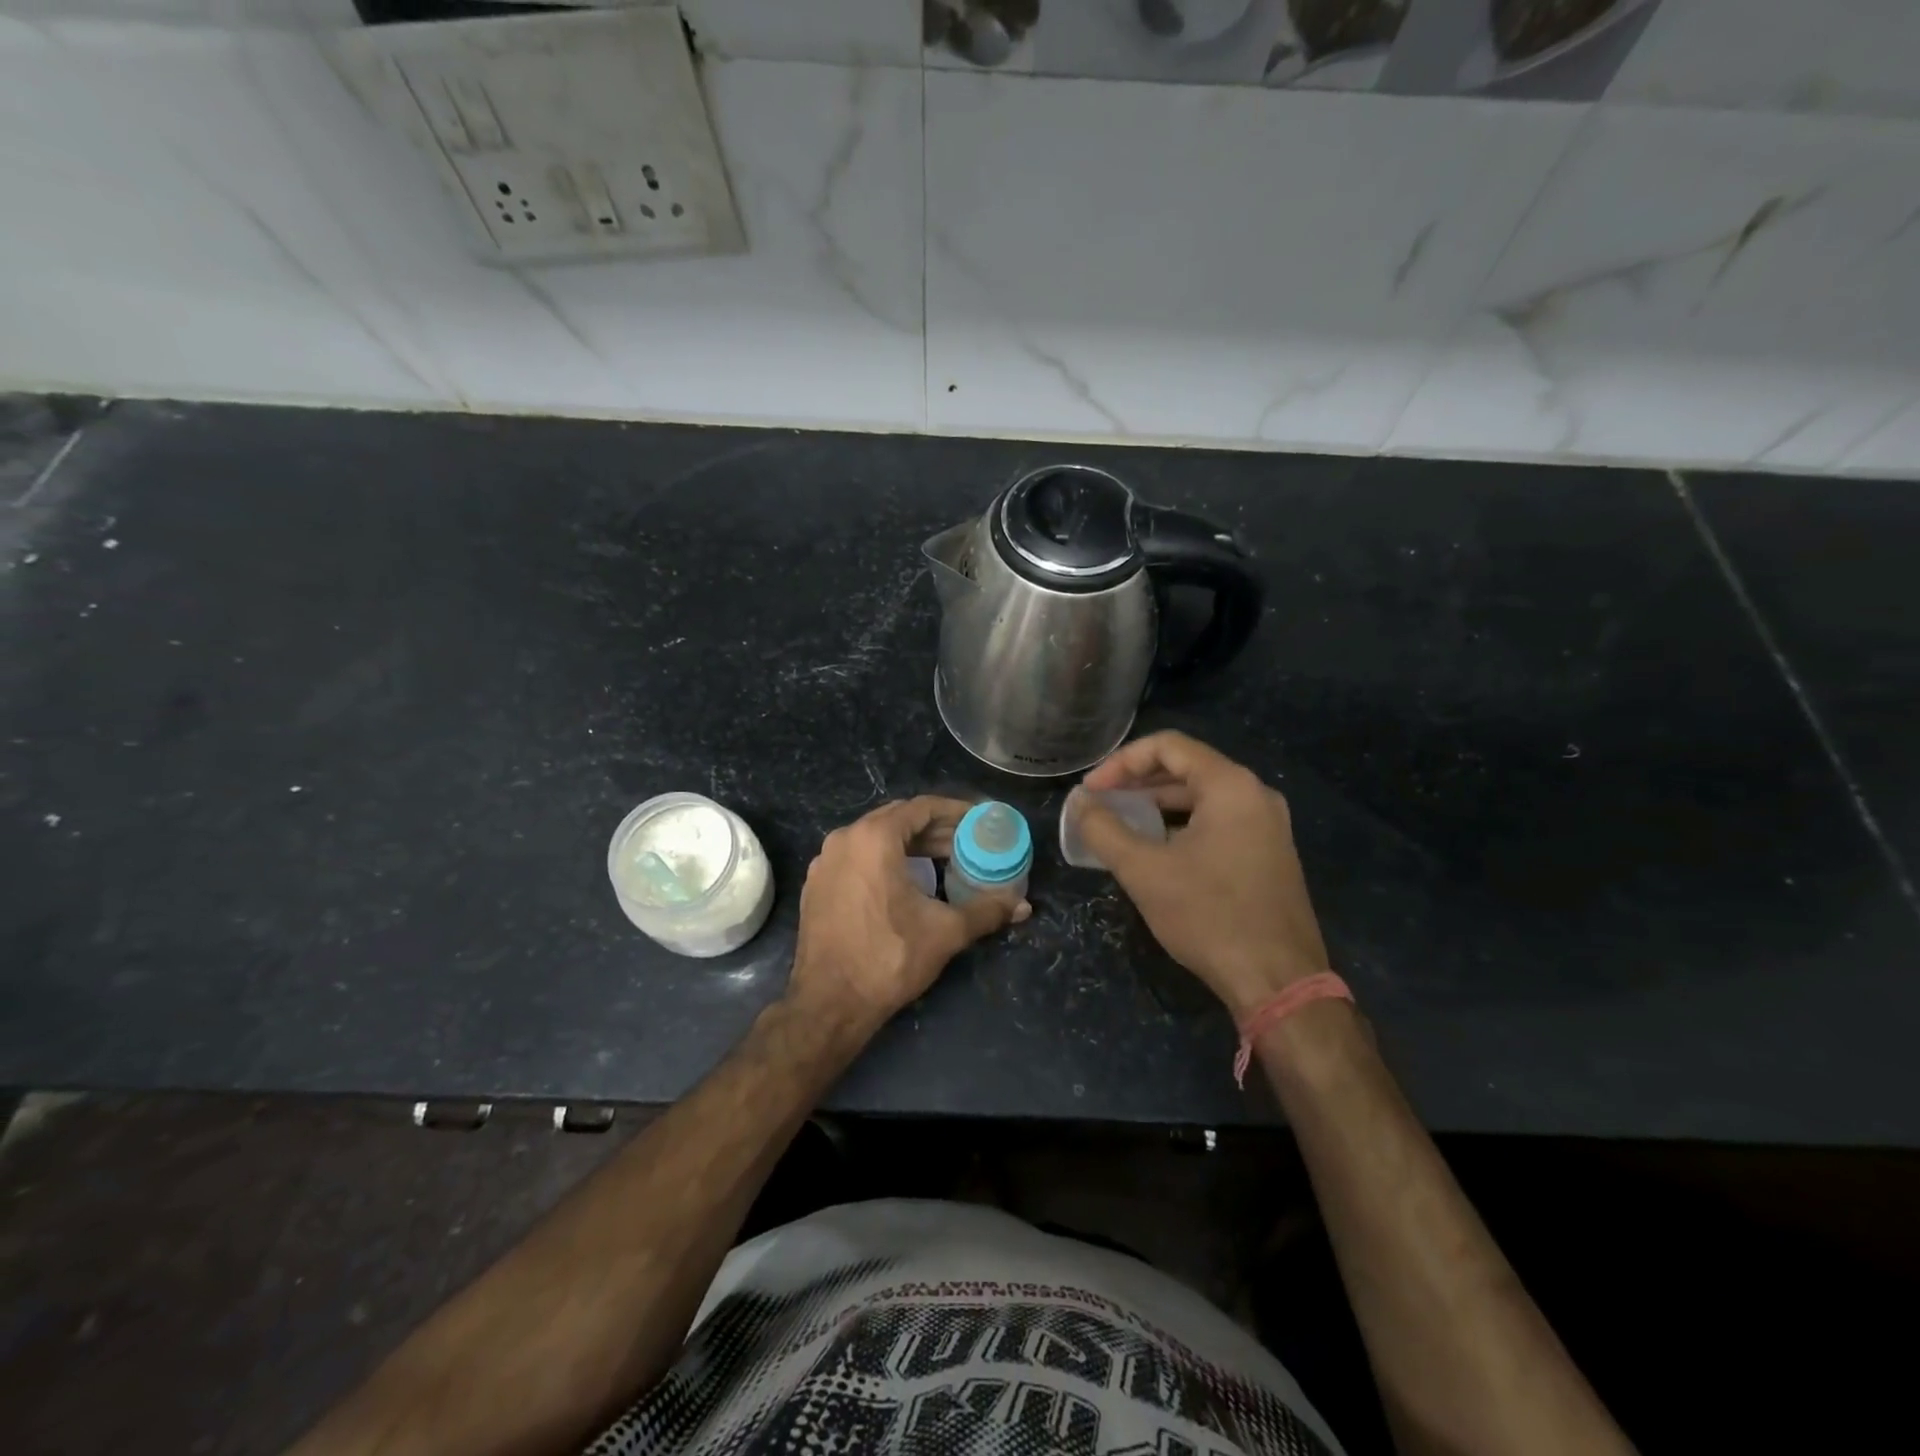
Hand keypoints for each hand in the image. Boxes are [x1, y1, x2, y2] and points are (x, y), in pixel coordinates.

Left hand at [788, 797, 1029, 1029]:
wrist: (828, 1003)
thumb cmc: (888, 958)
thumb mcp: (945, 932)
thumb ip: (986, 911)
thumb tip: (1023, 906)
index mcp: (874, 838)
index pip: (921, 807)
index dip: (954, 811)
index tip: (978, 820)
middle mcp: (844, 839)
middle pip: (897, 819)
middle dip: (934, 828)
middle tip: (966, 842)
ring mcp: (825, 862)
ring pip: (874, 838)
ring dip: (909, 844)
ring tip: (942, 860)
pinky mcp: (816, 885)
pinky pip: (856, 858)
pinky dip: (883, 860)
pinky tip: (905, 882)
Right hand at [1077, 732, 1328, 1019]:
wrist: (1278, 981)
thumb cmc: (1208, 916)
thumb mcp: (1144, 870)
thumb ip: (1104, 830)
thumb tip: (1080, 804)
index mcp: (1230, 786)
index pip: (1168, 746)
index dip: (1121, 762)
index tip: (1091, 791)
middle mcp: (1255, 795)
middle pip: (1186, 768)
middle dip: (1137, 783)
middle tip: (1100, 805)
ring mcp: (1267, 825)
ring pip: (1201, 797)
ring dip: (1157, 805)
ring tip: (1120, 825)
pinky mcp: (1268, 854)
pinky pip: (1217, 822)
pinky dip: (1181, 825)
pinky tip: (1155, 850)